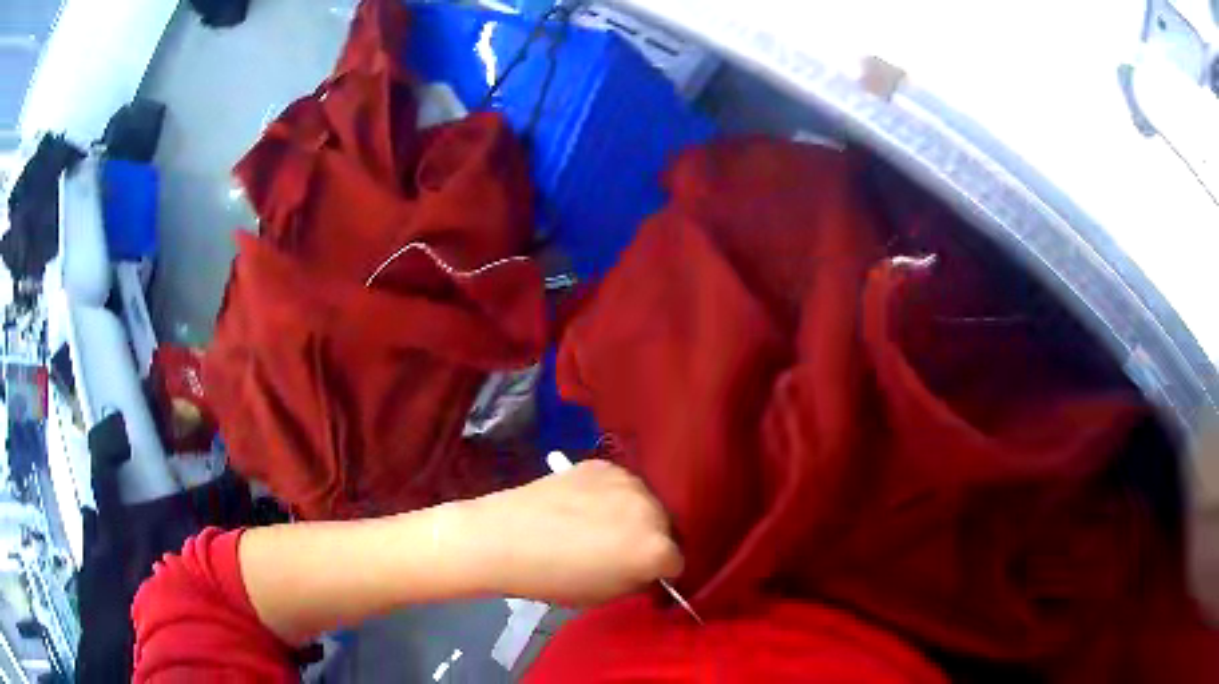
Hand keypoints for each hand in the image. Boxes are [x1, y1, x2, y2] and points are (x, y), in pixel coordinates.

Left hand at [460, 459, 682, 605]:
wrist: (504, 537)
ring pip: (645, 502)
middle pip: (666, 527)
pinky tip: (583, 505)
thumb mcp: (605, 595)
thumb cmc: (553, 579)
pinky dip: (611, 495)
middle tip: (620, 550)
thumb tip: (646, 570)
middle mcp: (652, 510)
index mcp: (656, 549)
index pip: (677, 562)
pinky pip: (620, 484)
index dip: (659, 572)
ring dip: (634, 514)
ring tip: (599, 525)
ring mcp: (628, 481)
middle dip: (651, 539)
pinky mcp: (603, 464)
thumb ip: (637, 580)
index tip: (641, 574)